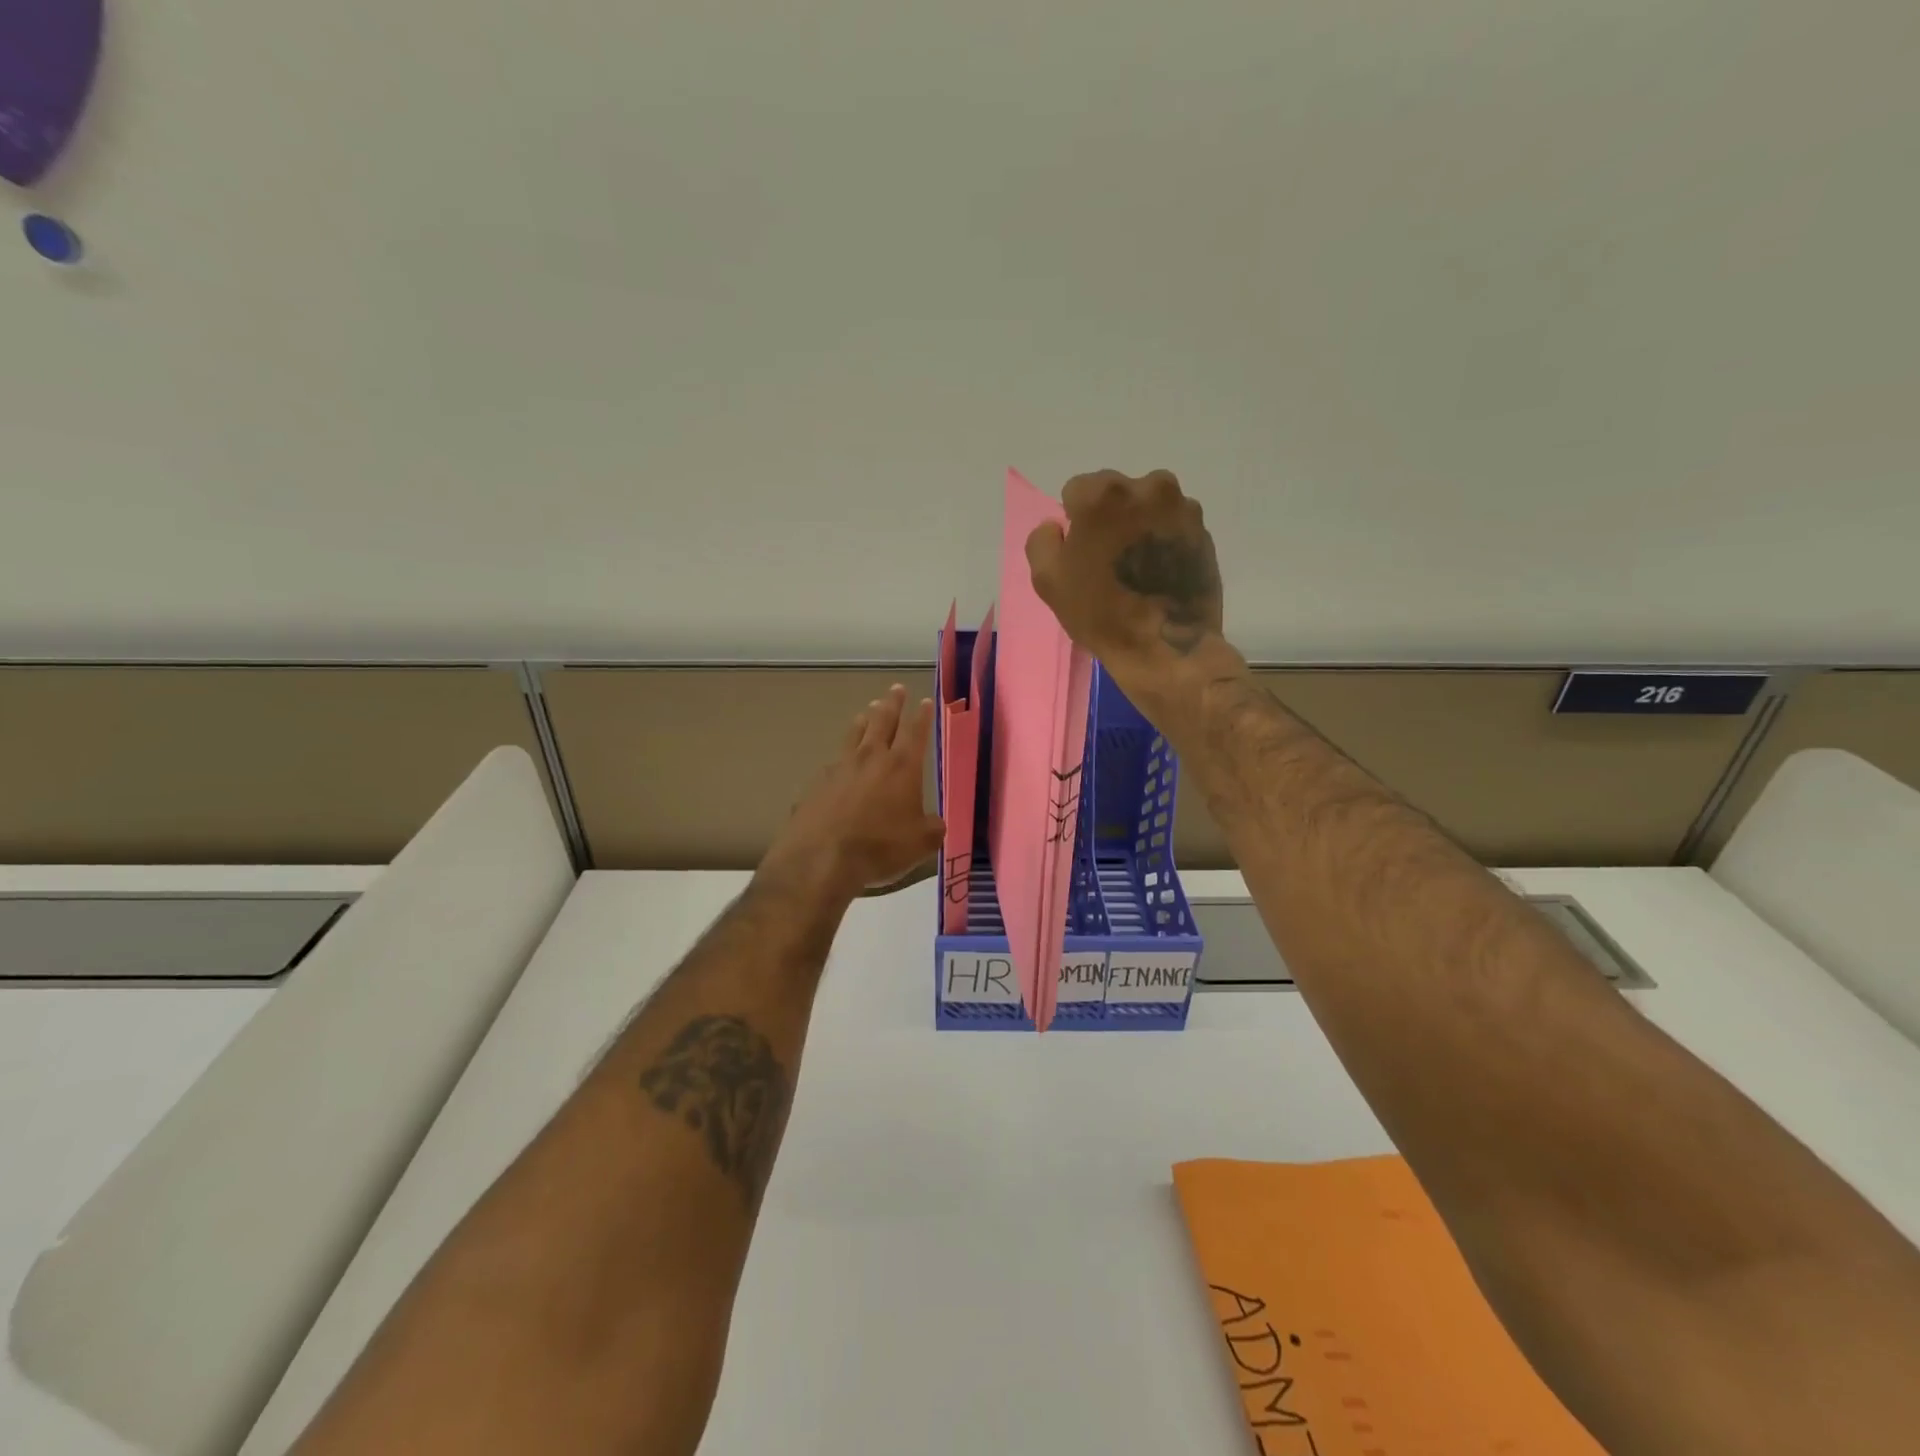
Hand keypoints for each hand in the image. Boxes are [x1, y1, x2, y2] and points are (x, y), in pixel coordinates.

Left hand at [761, 684, 945, 899]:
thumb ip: (932, 828)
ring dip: (865, 719)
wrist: (821, 859)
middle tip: (896, 689)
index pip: (915, 732)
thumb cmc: (880, 847)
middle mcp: (871, 758)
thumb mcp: (921, 843)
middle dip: (892, 704)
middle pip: (882, 721)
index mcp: (902, 766)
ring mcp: (840, 767)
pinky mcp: (816, 783)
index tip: (925, 702)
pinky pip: (834, 761)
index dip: (922, 716)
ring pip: (855, 734)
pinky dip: (842, 755)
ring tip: (868, 710)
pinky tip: (840, 761)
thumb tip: (936, 822)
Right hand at [1024, 469, 1229, 723]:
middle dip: (1109, 518)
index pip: (1077, 490)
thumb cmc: (1101, 614)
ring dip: (1139, 526)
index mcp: (1104, 495)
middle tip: (1109, 560)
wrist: (1167, 648)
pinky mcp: (1203, 531)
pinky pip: (1172, 525)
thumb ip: (1043, 540)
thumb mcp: (1048, 580)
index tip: (1082, 553)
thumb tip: (1058, 526)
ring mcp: (1182, 507)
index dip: (1075, 522)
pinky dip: (1163, 540)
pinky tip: (1160, 574)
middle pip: (1116, 493)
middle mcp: (1147, 487)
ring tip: (1138, 568)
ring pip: (1147, 506)